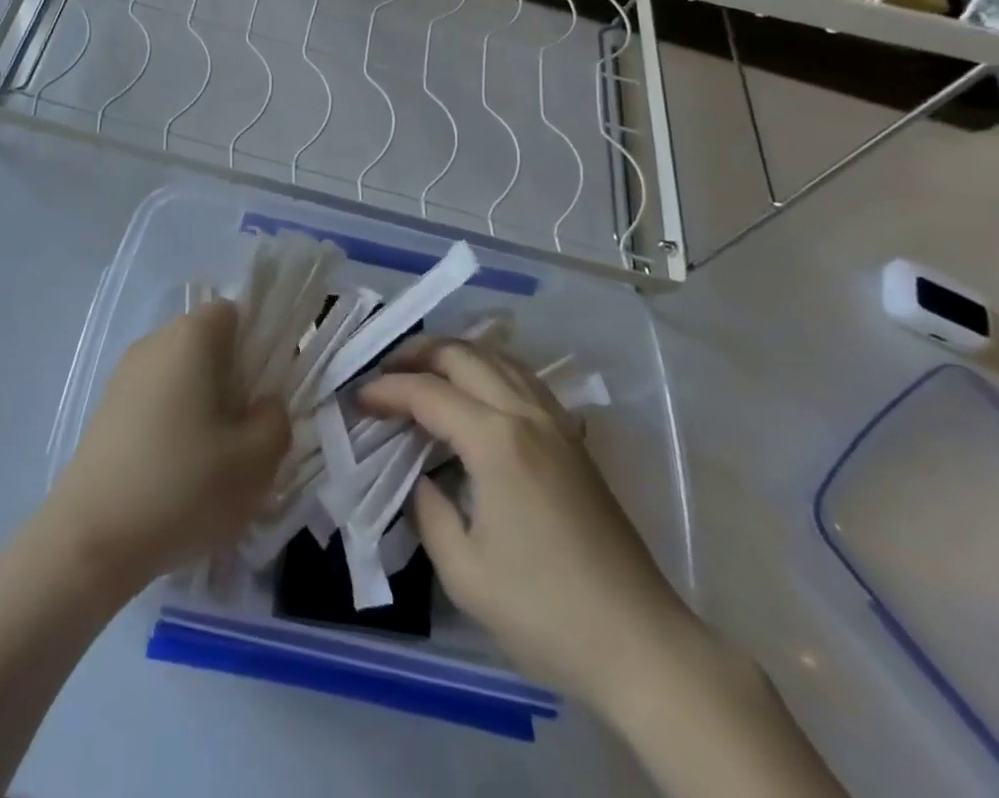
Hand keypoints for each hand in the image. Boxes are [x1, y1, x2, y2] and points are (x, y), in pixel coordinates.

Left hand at [46, 301, 288, 596]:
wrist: (89, 541)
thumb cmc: (181, 487)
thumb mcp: (255, 461)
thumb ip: (276, 420)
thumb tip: (265, 405)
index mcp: (190, 337)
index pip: (234, 313)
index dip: (257, 345)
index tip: (265, 392)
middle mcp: (154, 343)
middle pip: (207, 345)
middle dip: (233, 380)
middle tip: (245, 433)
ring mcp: (123, 376)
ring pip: (181, 376)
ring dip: (203, 407)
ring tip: (213, 462)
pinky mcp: (105, 411)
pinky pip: (155, 401)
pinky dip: (173, 426)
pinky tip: (176, 475)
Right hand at [359, 342, 692, 713]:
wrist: (640, 643)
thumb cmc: (546, 612)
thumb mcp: (465, 573)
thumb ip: (428, 513)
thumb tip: (422, 481)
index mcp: (496, 441)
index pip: (428, 393)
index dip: (387, 391)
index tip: (358, 399)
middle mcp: (526, 414)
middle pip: (464, 355)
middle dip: (418, 354)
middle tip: (385, 372)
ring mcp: (556, 422)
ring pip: (498, 358)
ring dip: (455, 355)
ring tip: (423, 371)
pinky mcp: (573, 439)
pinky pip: (523, 379)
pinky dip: (489, 369)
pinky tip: (477, 392)